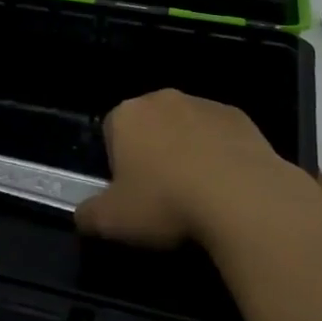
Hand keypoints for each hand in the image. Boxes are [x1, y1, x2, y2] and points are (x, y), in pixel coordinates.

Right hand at [75, 89, 283, 247]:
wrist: (240, 196)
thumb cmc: (165, 202)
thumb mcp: (113, 221)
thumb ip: (88, 214)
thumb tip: (81, 215)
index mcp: (127, 115)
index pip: (111, 132)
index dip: (118, 164)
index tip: (131, 194)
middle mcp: (162, 99)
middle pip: (149, 125)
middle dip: (153, 153)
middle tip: (162, 195)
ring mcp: (203, 104)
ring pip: (186, 128)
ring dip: (187, 152)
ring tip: (198, 194)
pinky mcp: (238, 116)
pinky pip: (219, 135)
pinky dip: (220, 154)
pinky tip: (227, 186)